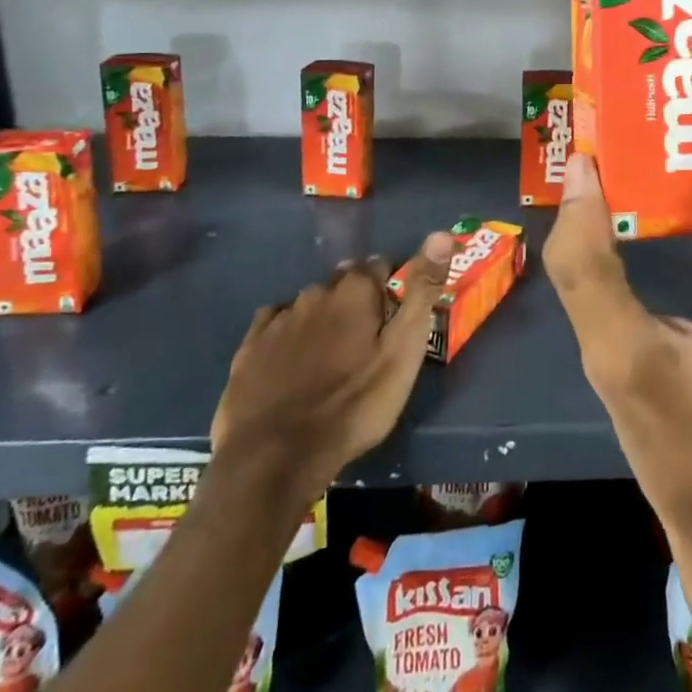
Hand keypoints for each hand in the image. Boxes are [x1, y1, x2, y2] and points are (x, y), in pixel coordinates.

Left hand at [209, 231, 454, 497]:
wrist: (274, 457)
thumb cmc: (354, 404)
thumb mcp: (404, 351)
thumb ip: (422, 291)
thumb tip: (442, 233)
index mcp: (355, 290)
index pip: (380, 266)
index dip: (391, 289)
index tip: (396, 319)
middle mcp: (315, 292)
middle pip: (343, 284)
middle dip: (356, 303)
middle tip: (366, 343)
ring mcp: (278, 319)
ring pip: (310, 306)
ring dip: (323, 320)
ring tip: (331, 359)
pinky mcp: (249, 347)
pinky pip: (275, 326)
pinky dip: (288, 336)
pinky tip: (292, 363)